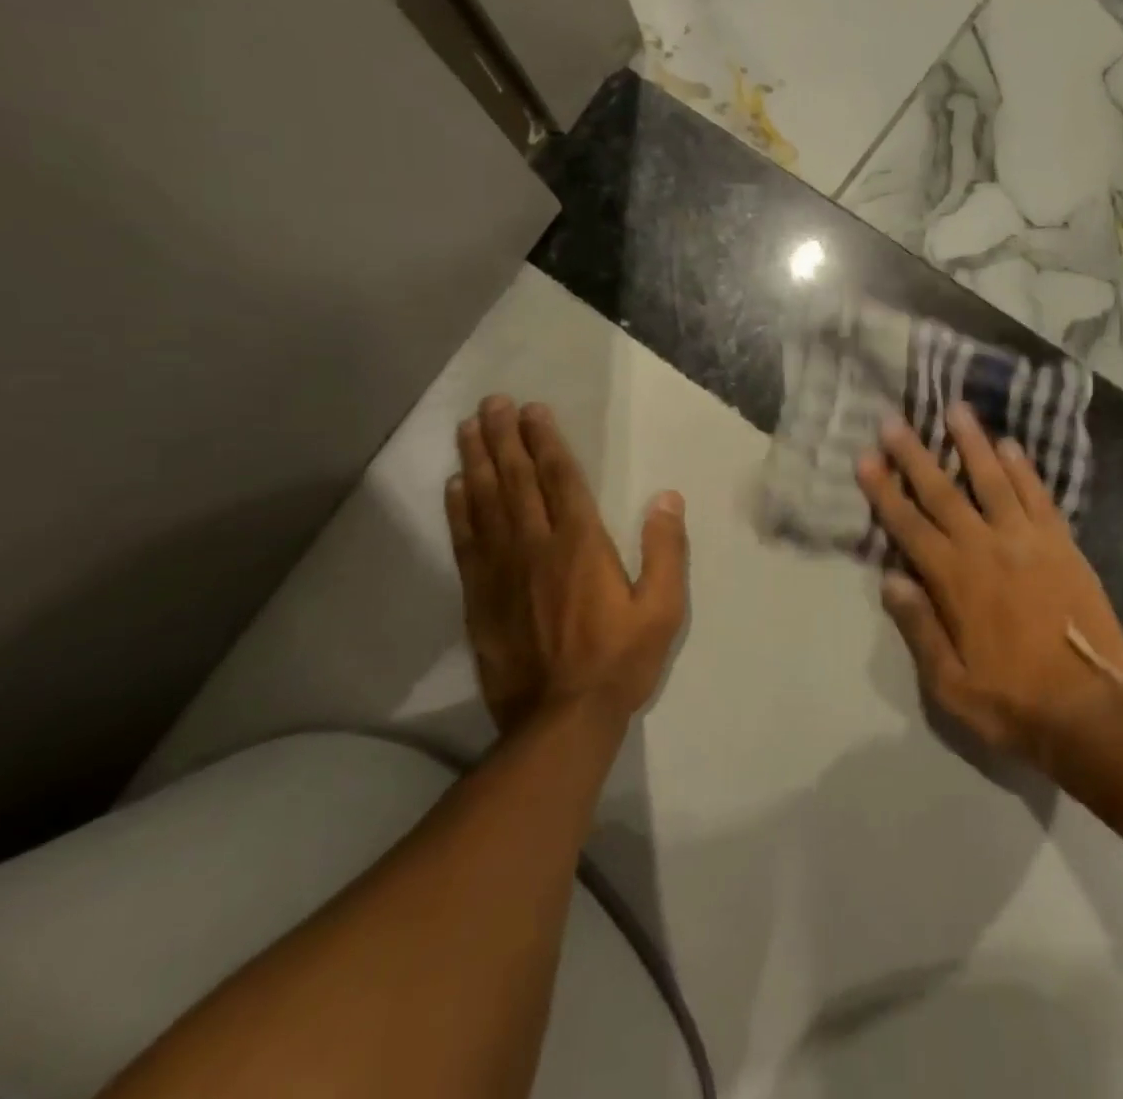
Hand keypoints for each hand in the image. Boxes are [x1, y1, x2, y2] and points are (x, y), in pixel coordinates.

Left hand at [446, 396, 687, 734]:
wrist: (560, 721)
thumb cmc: (619, 660)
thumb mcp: (663, 608)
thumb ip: (666, 550)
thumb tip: (667, 497)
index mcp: (582, 544)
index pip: (560, 479)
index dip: (545, 441)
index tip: (532, 410)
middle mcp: (536, 546)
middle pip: (516, 480)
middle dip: (505, 437)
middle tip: (491, 402)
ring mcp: (502, 570)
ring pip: (486, 503)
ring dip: (477, 461)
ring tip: (467, 427)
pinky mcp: (479, 597)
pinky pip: (466, 541)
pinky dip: (459, 509)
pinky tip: (455, 485)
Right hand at [856, 403, 1122, 768]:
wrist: (1095, 712)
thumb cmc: (1014, 703)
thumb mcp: (951, 685)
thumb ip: (919, 628)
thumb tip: (891, 579)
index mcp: (955, 581)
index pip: (909, 526)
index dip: (884, 491)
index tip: (866, 458)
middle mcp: (987, 549)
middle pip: (943, 492)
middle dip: (915, 455)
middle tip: (894, 420)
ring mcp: (1029, 542)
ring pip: (993, 480)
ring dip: (972, 443)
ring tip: (956, 409)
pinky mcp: (1063, 545)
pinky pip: (1038, 496)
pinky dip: (1023, 468)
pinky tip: (1010, 445)